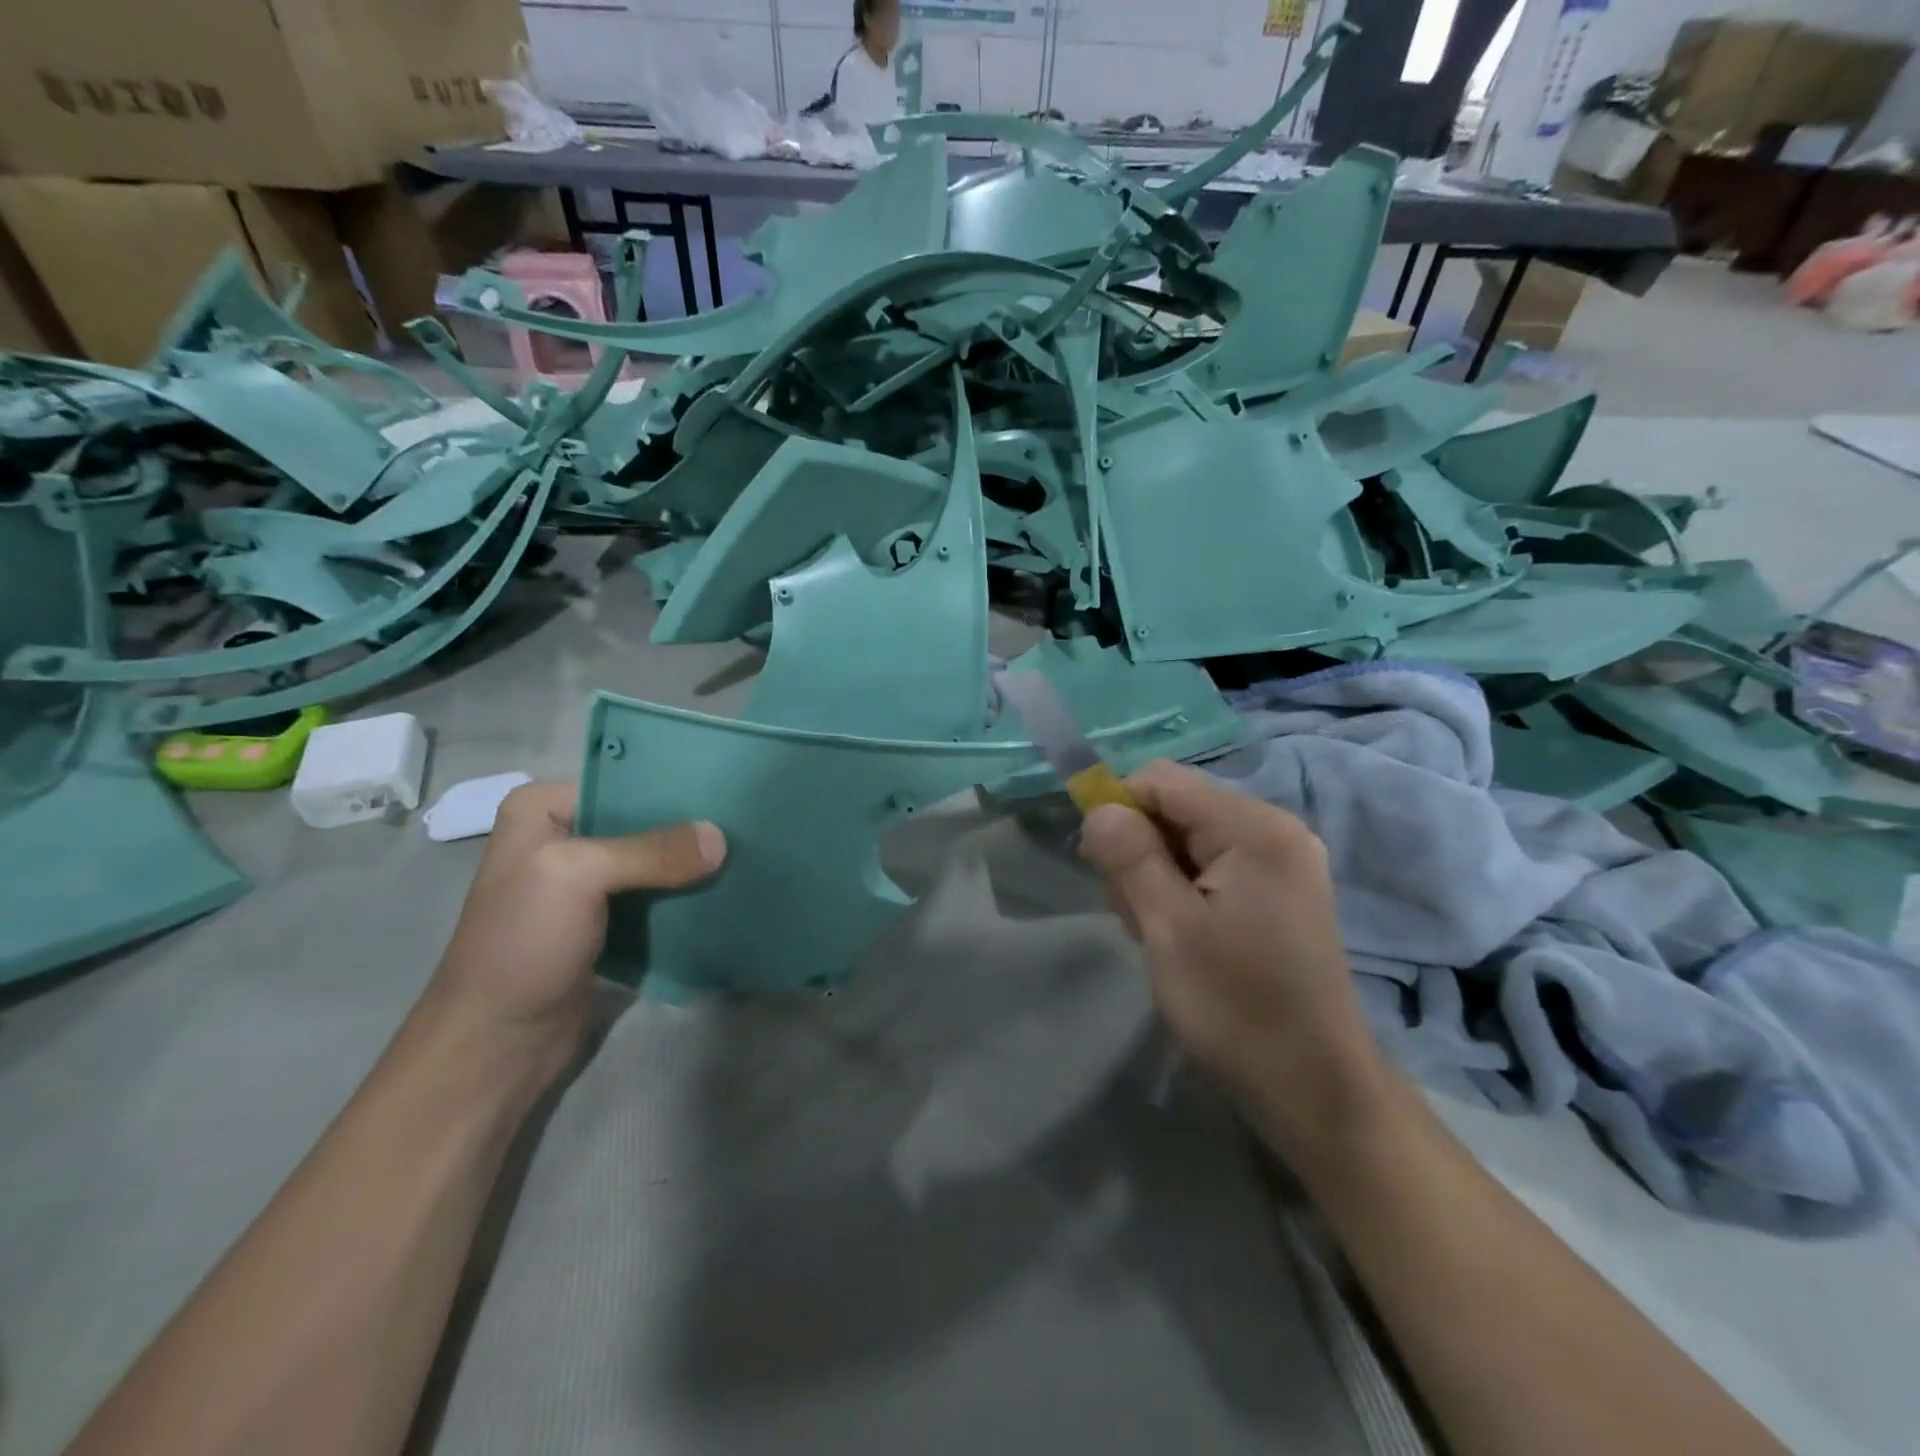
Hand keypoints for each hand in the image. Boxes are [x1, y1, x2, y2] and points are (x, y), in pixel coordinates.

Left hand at [418, 782, 725, 1092]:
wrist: (497, 1044)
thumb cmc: (522, 944)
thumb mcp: (577, 878)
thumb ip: (652, 852)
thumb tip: (721, 837)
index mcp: (541, 810)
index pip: (623, 781)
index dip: (673, 788)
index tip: (728, 791)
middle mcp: (564, 837)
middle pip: (644, 820)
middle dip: (690, 828)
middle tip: (747, 825)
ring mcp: (585, 883)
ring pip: (655, 860)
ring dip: (693, 865)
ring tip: (747, 853)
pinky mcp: (607, 921)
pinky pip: (656, 896)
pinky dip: (686, 896)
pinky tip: (725, 890)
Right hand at [1079, 761, 1389, 1161]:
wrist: (1314, 1085)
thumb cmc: (1236, 1004)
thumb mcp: (1167, 928)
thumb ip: (1129, 856)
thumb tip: (1098, 807)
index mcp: (1253, 828)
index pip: (1162, 780)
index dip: (1119, 810)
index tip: (1100, 865)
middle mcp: (1275, 830)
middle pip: (1177, 808)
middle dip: (1140, 850)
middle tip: (1135, 914)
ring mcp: (1283, 861)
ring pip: (1191, 839)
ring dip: (1159, 875)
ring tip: (1160, 934)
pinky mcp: (1281, 892)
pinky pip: (1215, 866)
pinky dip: (1186, 891)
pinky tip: (1185, 937)